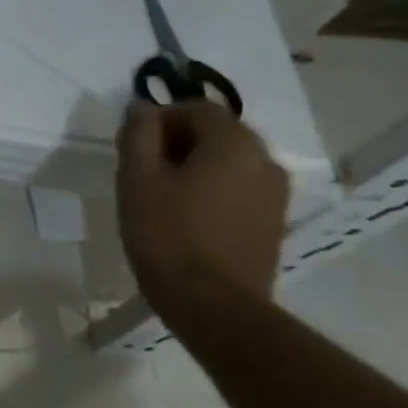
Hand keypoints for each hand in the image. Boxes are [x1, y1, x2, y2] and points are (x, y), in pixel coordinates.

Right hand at [116, 100, 287, 312]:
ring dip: (195, 166)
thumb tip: (142, 107)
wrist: (211, 300)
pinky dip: (212, 188)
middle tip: (141, 168)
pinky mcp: (272, 219)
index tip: (132, 144)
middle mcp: (264, 159)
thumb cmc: (165, 232)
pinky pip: (239, 187)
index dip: (160, 118)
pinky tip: (185, 214)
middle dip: (178, 141)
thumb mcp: (137, 178)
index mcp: (233, 143)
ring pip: (229, 161)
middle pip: (218, 132)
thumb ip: (138, 135)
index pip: (197, 108)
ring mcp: (275, 192)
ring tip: (161, 194)